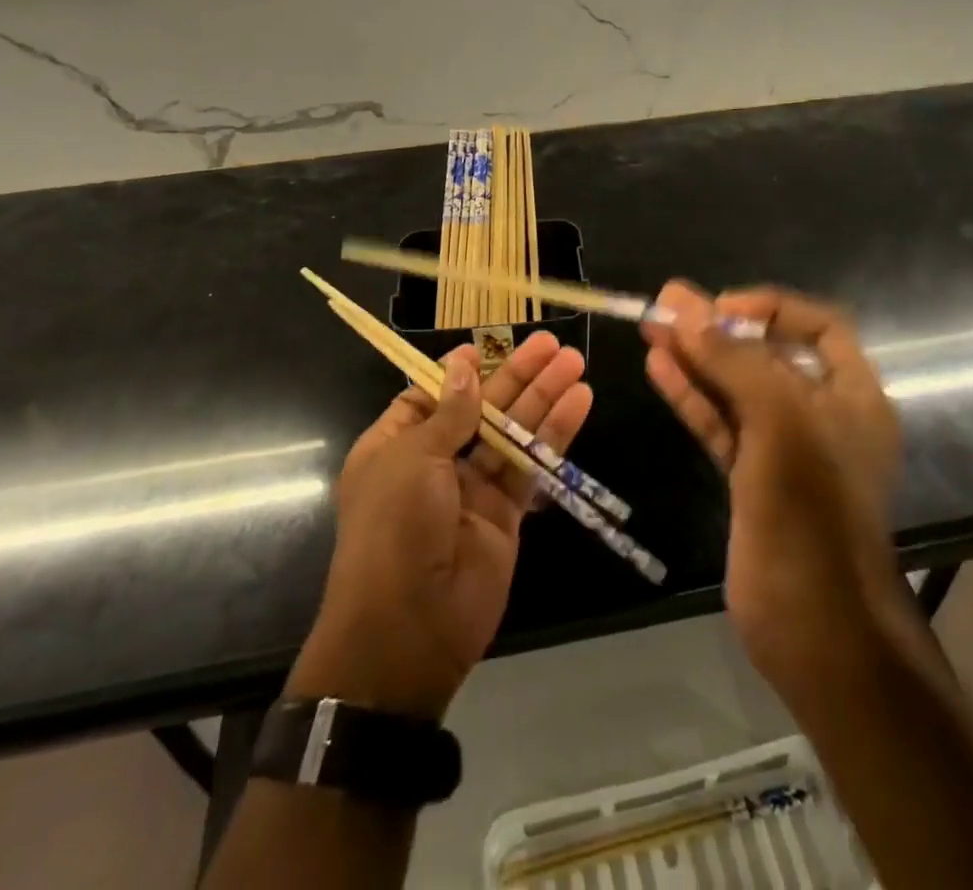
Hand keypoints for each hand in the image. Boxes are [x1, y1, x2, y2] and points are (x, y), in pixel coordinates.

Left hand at [288, 331, 592, 719]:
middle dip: (515, 374)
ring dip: (543, 396)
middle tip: (551, 343)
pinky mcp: (506, 512)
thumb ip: (449, 414)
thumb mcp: (412, 459)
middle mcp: (433, 462)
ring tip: (574, 360)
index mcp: (394, 445)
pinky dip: (555, 433)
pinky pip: (531, 464)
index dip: (460, 371)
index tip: (487, 346)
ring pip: (512, 431)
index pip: (430, 395)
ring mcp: (472, 488)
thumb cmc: (394, 528)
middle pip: (480, 407)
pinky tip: (579, 401)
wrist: (408, 628)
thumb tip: (464, 366)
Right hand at [643, 283, 902, 695]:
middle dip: (719, 329)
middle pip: (767, 355)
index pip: (818, 327)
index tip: (721, 307)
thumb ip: (732, 359)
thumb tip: (683, 304)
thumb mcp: (779, 419)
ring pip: (736, 389)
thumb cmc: (811, 510)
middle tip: (666, 306)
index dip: (770, 308)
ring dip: (696, 359)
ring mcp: (784, 449)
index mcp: (853, 395)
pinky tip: (659, 370)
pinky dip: (691, 397)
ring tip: (651, 329)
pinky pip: (720, 424)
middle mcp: (822, 415)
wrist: (815, 626)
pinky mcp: (751, 479)